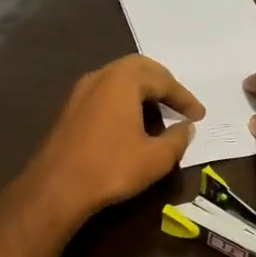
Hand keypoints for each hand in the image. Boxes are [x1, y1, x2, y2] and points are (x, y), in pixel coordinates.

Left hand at [9, 56, 203, 227]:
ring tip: (159, 113)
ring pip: (120, 79)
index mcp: (124, 79)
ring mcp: (82, 91)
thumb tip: (186, 128)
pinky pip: (105, 93)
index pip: (163, 80)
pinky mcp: (71, 108)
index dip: (185, 98)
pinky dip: (124, 100)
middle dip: (163, 84)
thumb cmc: (111, 167)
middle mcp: (101, 76)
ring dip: (142, 91)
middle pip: (139, 69)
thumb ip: (177, 139)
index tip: (199, 116)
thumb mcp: (156, 158)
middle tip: (179, 103)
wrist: (56, 187)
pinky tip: (132, 122)